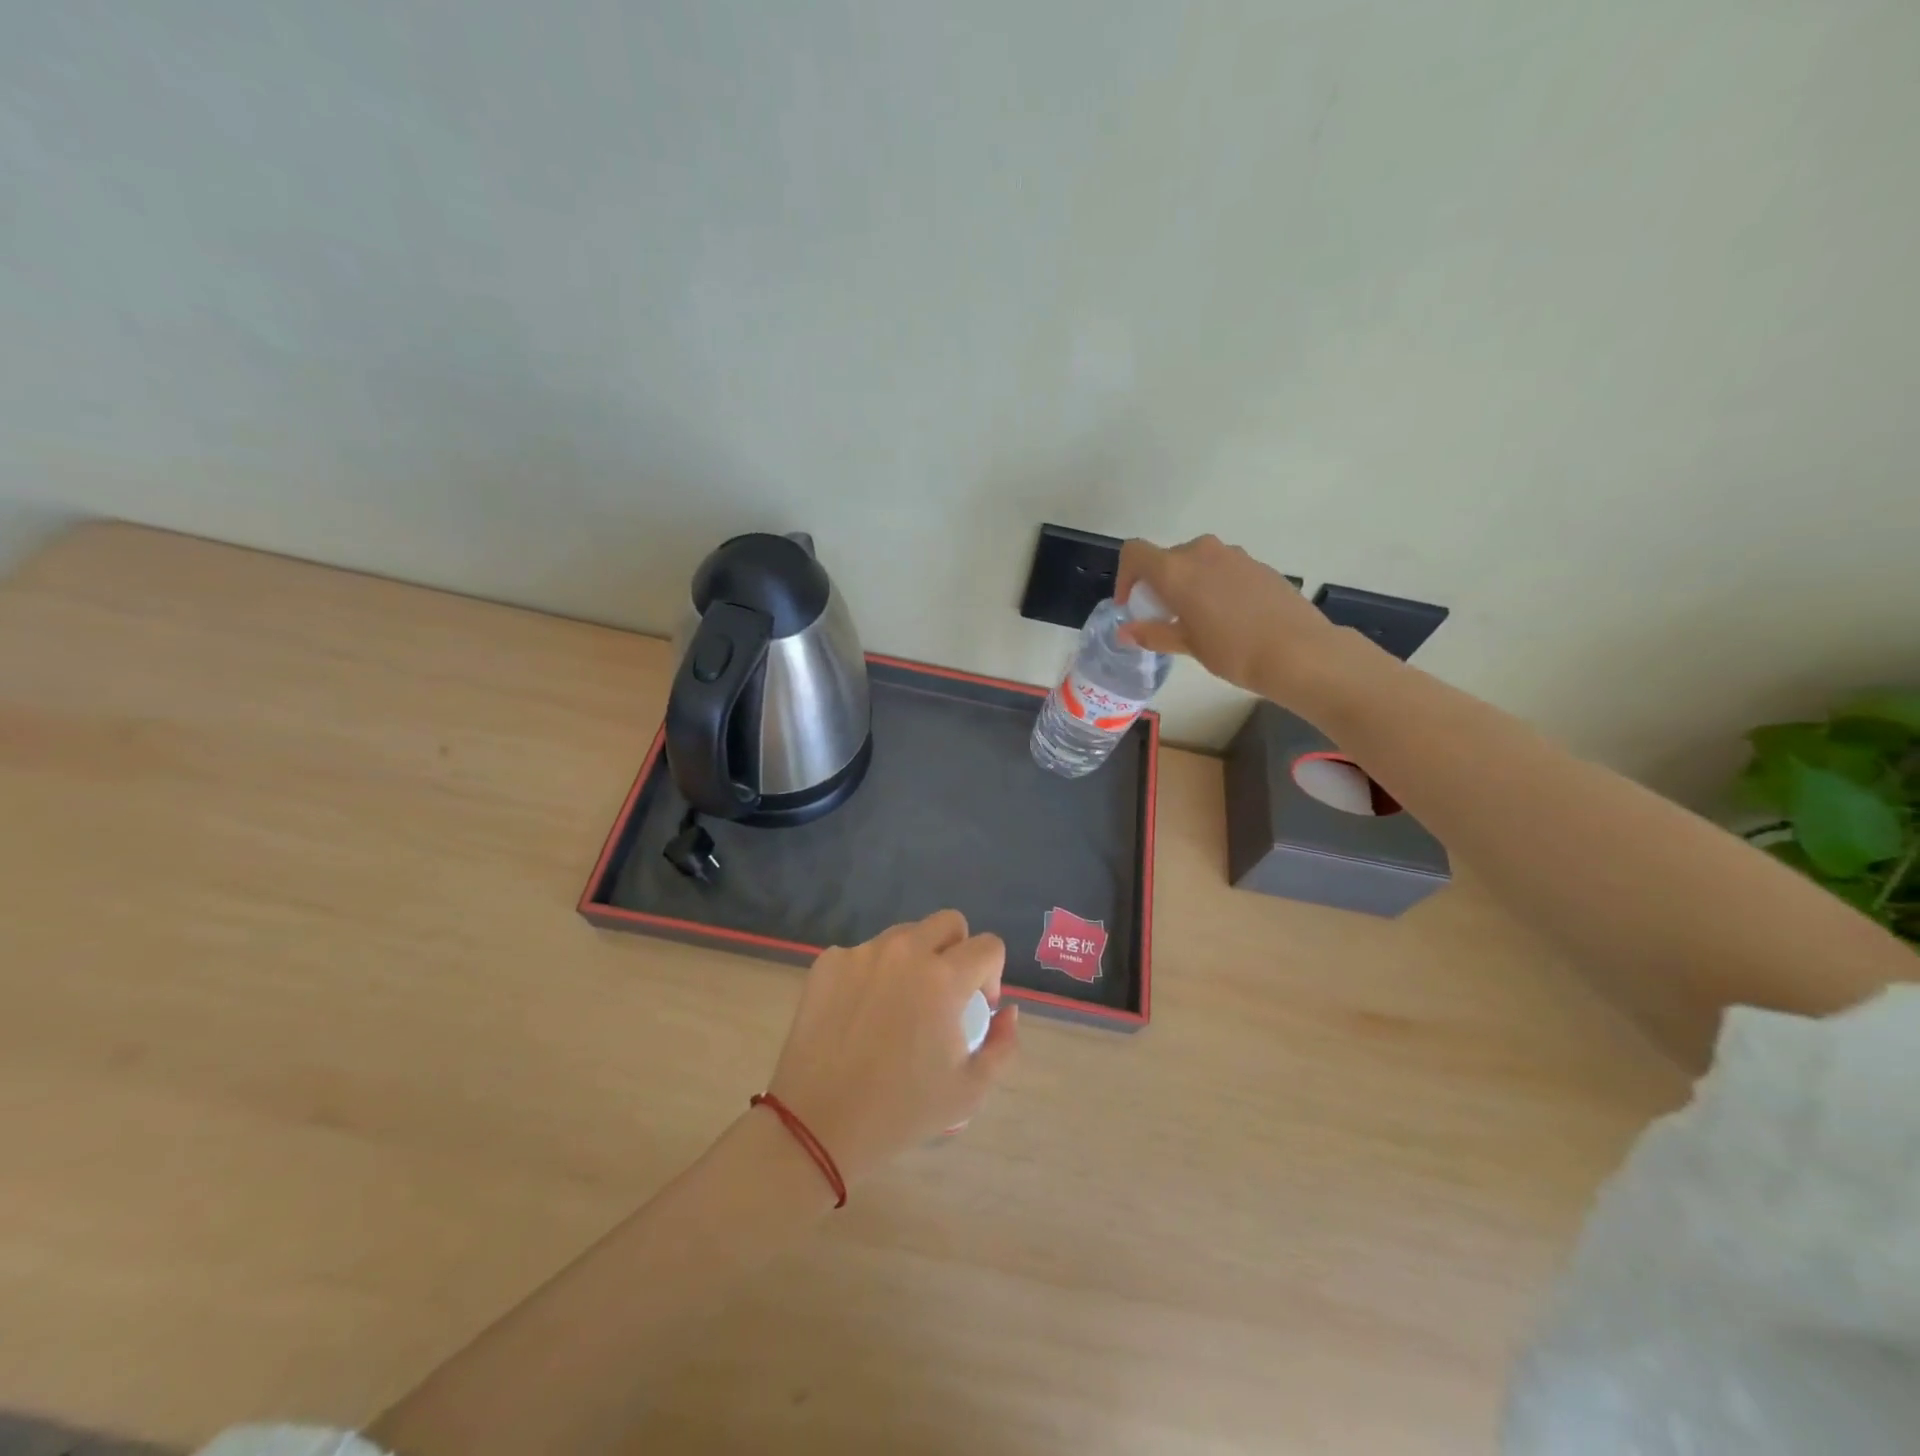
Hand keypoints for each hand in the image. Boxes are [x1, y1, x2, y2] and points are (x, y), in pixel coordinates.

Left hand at [765, 910, 1018, 1183]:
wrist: (817, 1125)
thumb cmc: (900, 1111)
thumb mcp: (970, 1090)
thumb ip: (1002, 1044)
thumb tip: (1007, 1011)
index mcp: (944, 978)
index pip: (988, 945)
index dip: (993, 974)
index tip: (978, 1006)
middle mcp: (904, 952)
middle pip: (948, 922)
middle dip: (958, 950)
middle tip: (945, 993)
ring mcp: (862, 953)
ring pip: (904, 935)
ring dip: (915, 958)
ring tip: (901, 1004)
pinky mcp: (828, 962)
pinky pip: (864, 954)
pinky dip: (873, 973)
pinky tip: (862, 1014)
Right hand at [1116, 534, 1349, 699]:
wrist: (1299, 651)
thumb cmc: (1233, 651)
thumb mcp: (1187, 645)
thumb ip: (1153, 633)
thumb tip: (1126, 632)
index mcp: (1176, 570)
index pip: (1135, 552)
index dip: (1126, 576)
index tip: (1132, 605)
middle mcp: (1202, 552)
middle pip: (1166, 558)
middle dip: (1158, 584)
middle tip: (1164, 617)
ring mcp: (1233, 555)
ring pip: (1196, 562)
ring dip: (1187, 584)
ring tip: (1197, 618)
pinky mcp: (1258, 565)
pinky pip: (1223, 568)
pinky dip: (1214, 585)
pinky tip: (1228, 617)